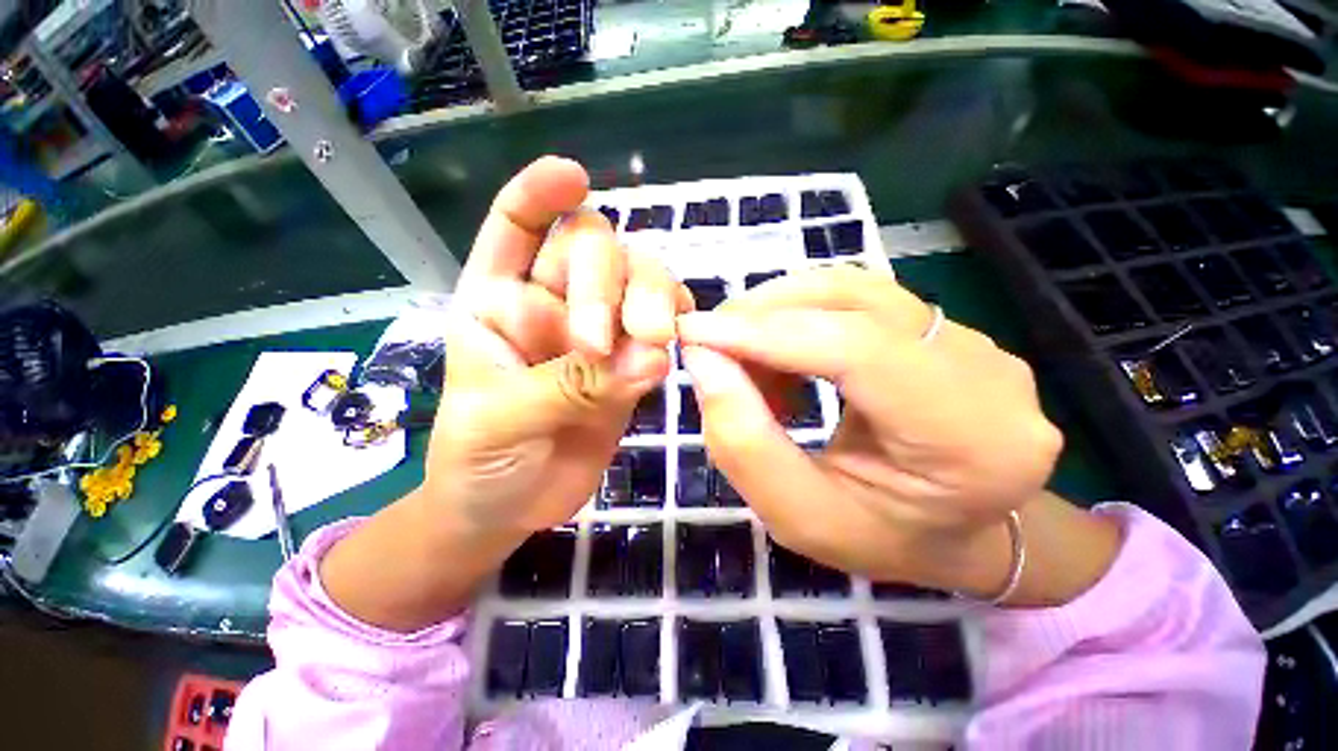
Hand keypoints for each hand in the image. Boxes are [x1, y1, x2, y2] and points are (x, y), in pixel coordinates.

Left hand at [424, 156, 690, 534]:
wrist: (512, 507)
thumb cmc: (479, 462)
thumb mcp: (502, 422)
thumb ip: (569, 387)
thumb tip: (647, 358)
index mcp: (498, 302)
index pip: (515, 227)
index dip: (539, 194)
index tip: (573, 177)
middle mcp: (553, 305)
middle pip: (595, 249)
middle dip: (607, 283)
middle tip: (606, 342)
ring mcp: (599, 333)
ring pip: (638, 282)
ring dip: (652, 299)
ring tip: (652, 345)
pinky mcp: (630, 364)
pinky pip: (660, 327)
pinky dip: (674, 323)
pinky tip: (677, 337)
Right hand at [677, 266, 1115, 602]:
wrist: (955, 530)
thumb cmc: (880, 537)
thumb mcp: (797, 514)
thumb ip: (744, 442)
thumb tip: (703, 360)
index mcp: (973, 440)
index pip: (856, 350)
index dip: (765, 332)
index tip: (694, 333)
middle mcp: (988, 371)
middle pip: (853, 304)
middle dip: (762, 316)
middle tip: (711, 347)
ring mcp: (973, 339)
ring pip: (850, 290)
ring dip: (778, 313)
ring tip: (745, 359)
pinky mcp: (944, 327)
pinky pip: (856, 298)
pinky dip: (799, 315)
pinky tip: (779, 355)